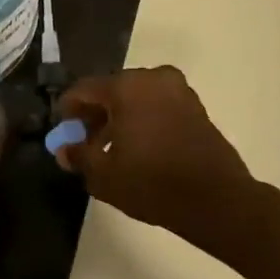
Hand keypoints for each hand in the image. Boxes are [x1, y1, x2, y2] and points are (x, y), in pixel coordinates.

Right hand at [57, 66, 256, 246]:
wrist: (215, 199)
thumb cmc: (152, 183)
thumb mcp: (104, 175)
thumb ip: (79, 156)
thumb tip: (65, 150)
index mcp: (127, 87)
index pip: (84, 89)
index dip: (68, 110)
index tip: (63, 131)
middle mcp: (153, 79)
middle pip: (112, 90)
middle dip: (95, 114)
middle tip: (85, 141)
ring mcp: (179, 91)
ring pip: (136, 98)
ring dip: (119, 118)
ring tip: (110, 149)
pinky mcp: (196, 107)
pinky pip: (158, 106)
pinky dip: (143, 120)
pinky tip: (138, 148)